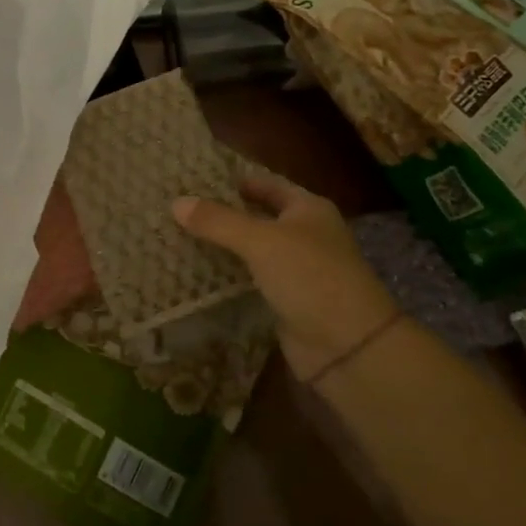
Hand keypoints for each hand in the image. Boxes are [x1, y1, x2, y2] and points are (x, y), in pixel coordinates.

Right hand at [174, 170, 395, 380]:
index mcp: (308, 209)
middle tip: (179, 207)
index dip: (234, 180)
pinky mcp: (286, 301)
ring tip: (179, 235)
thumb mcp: (261, 241)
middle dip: (223, 214)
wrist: (349, 348)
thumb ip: (218, 221)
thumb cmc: (310, 277)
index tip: (195, 177)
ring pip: (252, 250)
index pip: (266, 184)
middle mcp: (305, 235)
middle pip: (258, 217)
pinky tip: (196, 273)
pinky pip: (251, 280)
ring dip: (222, 246)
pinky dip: (228, 276)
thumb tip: (176, 202)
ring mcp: (297, 270)